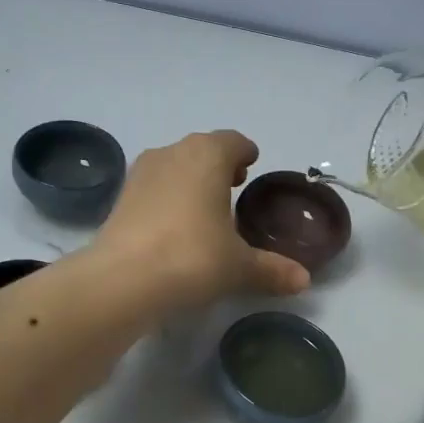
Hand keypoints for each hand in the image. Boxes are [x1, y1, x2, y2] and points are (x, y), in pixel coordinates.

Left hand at [90, 131, 310, 311]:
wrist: (122, 280)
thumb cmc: (192, 258)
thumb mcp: (239, 267)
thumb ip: (272, 269)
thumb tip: (303, 280)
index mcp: (207, 156)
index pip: (232, 141)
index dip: (245, 152)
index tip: (251, 164)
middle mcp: (172, 153)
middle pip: (201, 149)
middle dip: (218, 164)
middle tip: (233, 186)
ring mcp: (141, 173)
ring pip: (174, 165)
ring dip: (190, 179)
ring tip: (204, 207)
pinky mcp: (120, 197)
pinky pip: (153, 187)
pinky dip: (167, 197)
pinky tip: (174, 226)